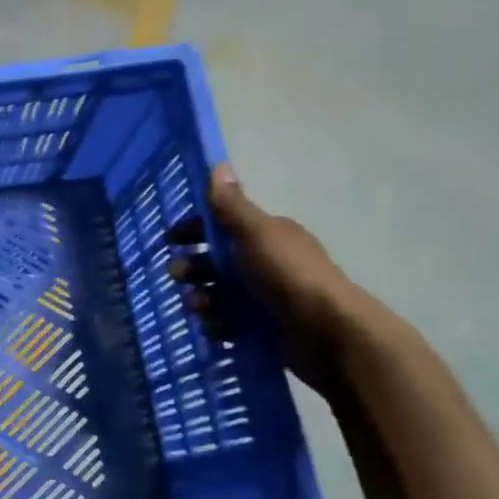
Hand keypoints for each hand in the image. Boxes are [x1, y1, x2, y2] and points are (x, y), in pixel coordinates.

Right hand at [170, 165, 376, 394]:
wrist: (327, 333)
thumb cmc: (288, 275)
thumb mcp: (256, 234)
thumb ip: (233, 206)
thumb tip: (218, 165)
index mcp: (266, 236)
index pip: (222, 225)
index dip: (195, 230)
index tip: (171, 240)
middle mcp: (265, 262)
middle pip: (214, 261)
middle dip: (192, 268)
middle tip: (179, 276)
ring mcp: (264, 297)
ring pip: (217, 293)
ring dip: (201, 299)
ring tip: (202, 308)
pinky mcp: (262, 327)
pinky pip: (227, 322)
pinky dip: (218, 324)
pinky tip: (218, 328)